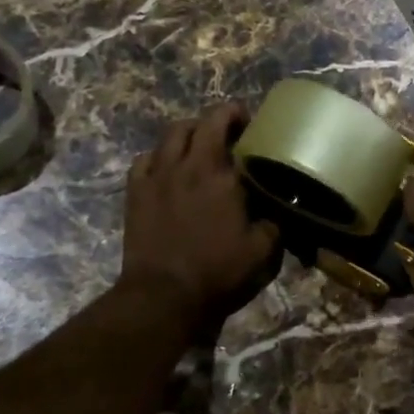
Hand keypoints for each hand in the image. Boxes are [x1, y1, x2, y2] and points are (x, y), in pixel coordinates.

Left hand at [120, 102, 281, 330]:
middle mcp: (188, 165)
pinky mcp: (135, 192)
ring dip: (188, 132)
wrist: (163, 295)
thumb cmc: (217, 273)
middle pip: (199, 123)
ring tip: (198, 145)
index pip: (229, 126)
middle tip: (230, 130)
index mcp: (222, 175)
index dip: (240, 117)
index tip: (251, 124)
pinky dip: (158, 156)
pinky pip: (144, 159)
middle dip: (216, 118)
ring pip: (170, 134)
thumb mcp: (262, 252)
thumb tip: (278, 209)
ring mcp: (157, 176)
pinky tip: (166, 168)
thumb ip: (274, 223)